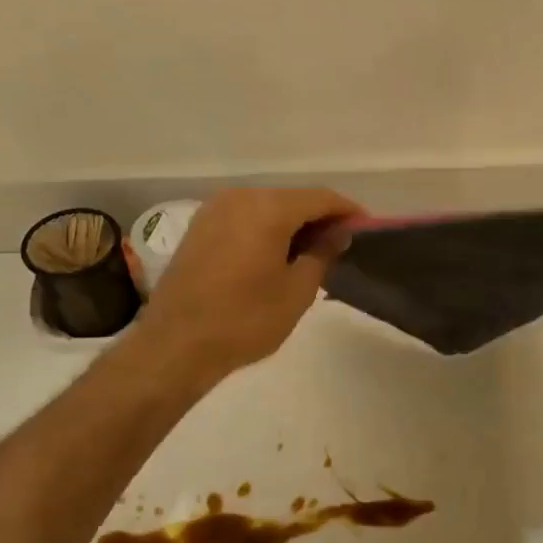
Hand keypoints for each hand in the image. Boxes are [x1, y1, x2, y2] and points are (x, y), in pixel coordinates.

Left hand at [135, 187, 362, 380]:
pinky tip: (274, 256)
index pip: (320, 198)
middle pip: (291, 199)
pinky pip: (243, 219)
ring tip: (309, 255)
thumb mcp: (297, 292)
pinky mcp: (198, 228)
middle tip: (339, 247)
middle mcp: (239, 197)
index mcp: (268, 208)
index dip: (347, 212)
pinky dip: (265, 230)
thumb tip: (336, 235)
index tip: (366, 230)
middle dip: (318, 218)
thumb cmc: (245, 320)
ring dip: (291, 225)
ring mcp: (213, 210)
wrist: (176, 345)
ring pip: (265, 207)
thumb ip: (322, 255)